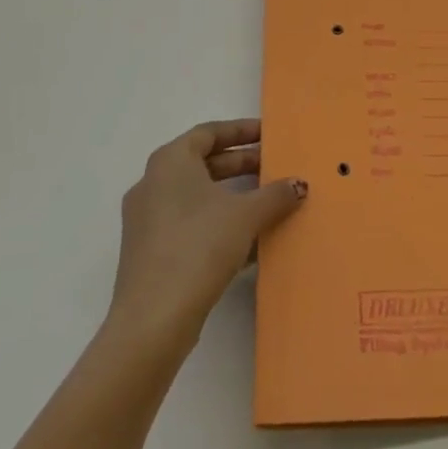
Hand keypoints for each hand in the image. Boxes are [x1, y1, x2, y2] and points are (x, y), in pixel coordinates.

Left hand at [108, 119, 307, 350]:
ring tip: (269, 203)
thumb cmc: (199, 246)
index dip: (241, 131)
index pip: (209, 132)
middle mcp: (153, 184)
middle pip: (203, 163)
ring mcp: (148, 220)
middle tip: (275, 168)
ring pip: (198, 196)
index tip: (269, 135)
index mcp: (170, 162)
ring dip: (233, 196)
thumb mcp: (246, 215)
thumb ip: (276, 194)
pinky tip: (251, 241)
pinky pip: (190, 224)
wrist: (154, 318)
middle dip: (242, 164)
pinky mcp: (150, 252)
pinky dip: (219, 223)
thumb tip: (299, 185)